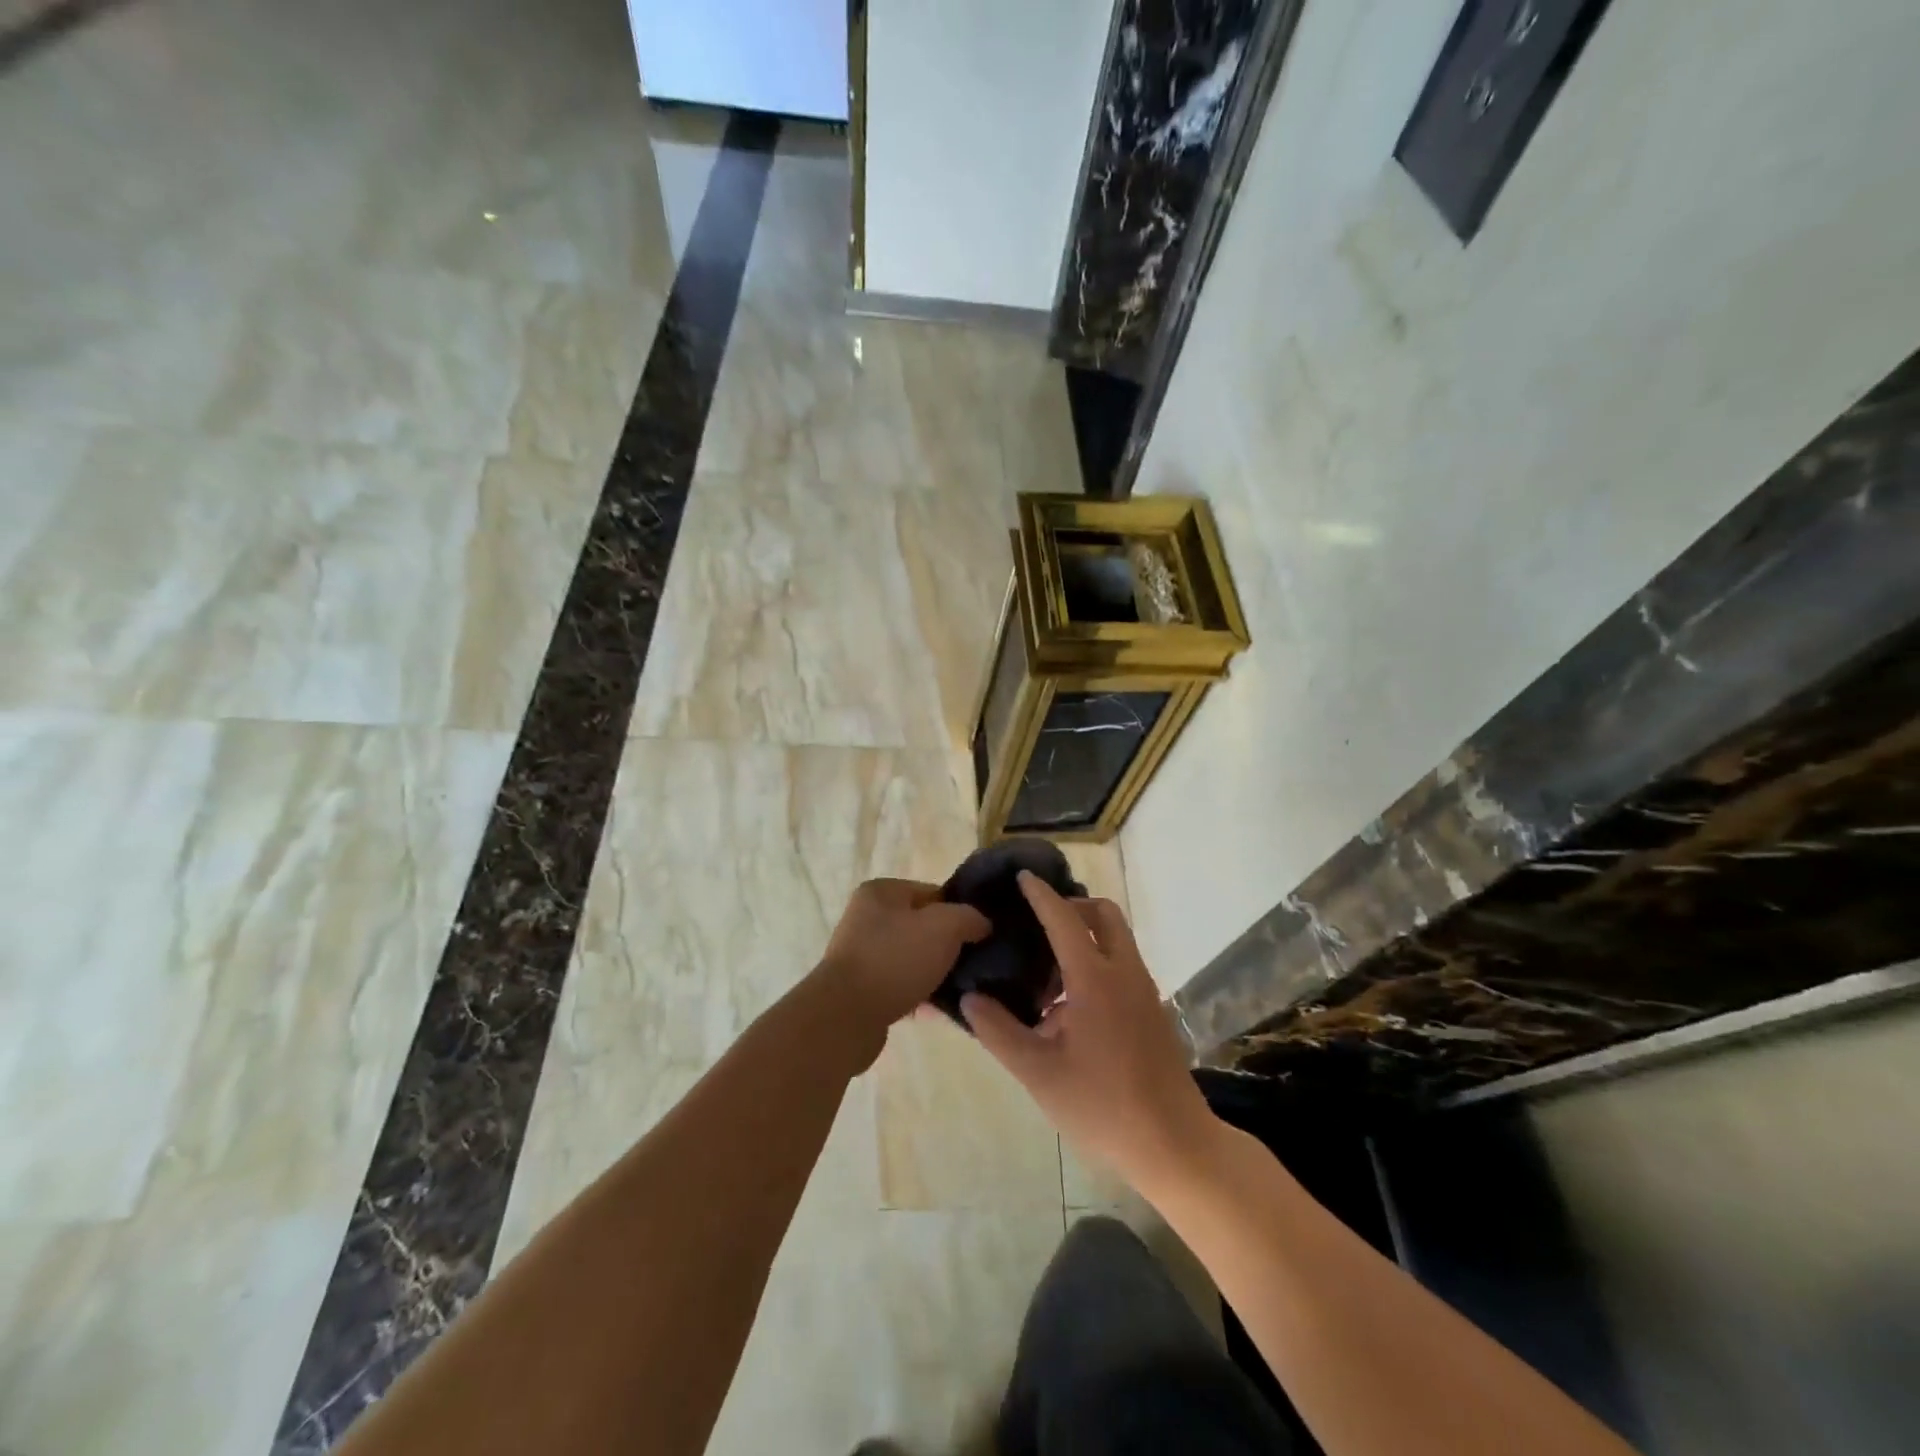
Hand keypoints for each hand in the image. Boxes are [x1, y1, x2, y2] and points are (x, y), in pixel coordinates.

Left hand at [813, 879, 989, 1058]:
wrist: (845, 1018)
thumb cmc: (895, 960)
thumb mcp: (944, 927)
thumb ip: (969, 917)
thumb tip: (981, 924)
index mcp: (881, 892)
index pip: (933, 893)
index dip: (960, 912)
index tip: (980, 936)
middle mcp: (866, 918)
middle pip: (923, 927)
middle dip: (949, 946)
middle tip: (974, 965)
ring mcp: (862, 954)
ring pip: (914, 959)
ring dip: (936, 974)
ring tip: (962, 991)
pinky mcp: (862, 988)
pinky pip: (902, 986)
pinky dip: (921, 995)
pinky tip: (941, 1011)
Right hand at [963, 872, 1216, 1191]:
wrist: (1174, 1143)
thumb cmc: (1102, 1105)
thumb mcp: (1038, 1073)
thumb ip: (999, 1032)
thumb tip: (970, 998)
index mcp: (1095, 979)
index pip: (1064, 919)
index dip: (1041, 894)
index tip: (1022, 876)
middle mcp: (1124, 972)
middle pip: (1103, 915)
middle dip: (1071, 906)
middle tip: (1036, 924)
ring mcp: (1144, 990)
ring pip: (1115, 939)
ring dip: (1083, 937)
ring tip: (1044, 973)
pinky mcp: (1151, 1010)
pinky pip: (1121, 964)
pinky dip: (1095, 961)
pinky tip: (1067, 1006)